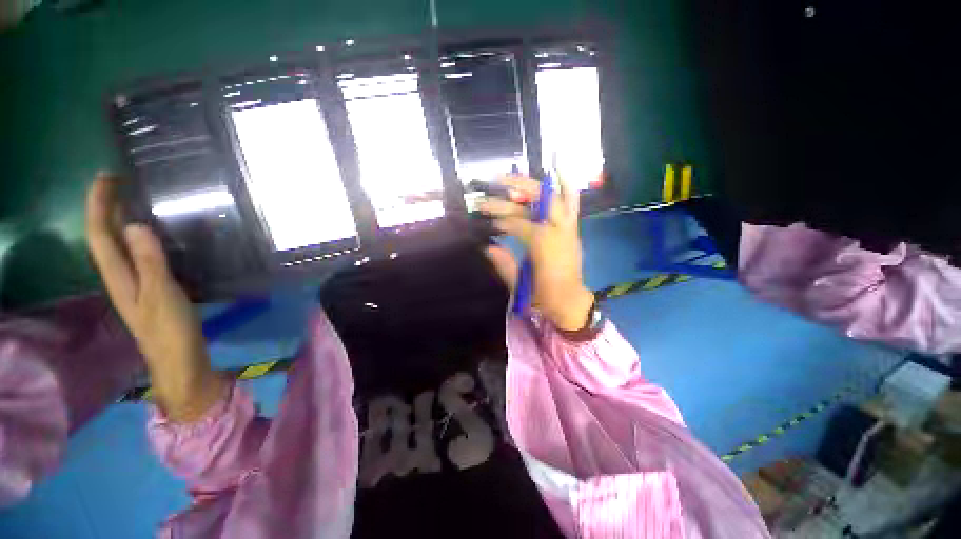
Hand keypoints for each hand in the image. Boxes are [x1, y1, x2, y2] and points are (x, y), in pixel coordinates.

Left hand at [85, 173, 224, 421]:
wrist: (180, 361)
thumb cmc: (169, 331)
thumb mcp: (162, 296)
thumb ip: (149, 262)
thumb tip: (134, 225)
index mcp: (119, 276)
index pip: (100, 234)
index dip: (99, 205)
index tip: (107, 178)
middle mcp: (120, 276)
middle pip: (104, 237)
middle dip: (106, 207)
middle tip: (121, 183)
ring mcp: (135, 283)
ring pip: (119, 245)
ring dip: (120, 220)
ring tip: (133, 201)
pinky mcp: (151, 288)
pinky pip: (137, 255)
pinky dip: (139, 238)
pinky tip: (153, 235)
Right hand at [479, 175, 594, 330]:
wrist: (570, 304)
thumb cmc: (543, 298)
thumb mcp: (519, 286)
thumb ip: (504, 264)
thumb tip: (486, 246)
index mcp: (544, 245)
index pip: (519, 223)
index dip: (502, 220)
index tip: (488, 221)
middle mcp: (559, 230)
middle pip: (539, 200)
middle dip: (516, 188)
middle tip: (495, 182)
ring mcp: (569, 228)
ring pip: (554, 197)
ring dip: (533, 184)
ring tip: (513, 174)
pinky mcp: (572, 230)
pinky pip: (572, 203)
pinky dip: (565, 185)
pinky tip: (558, 168)